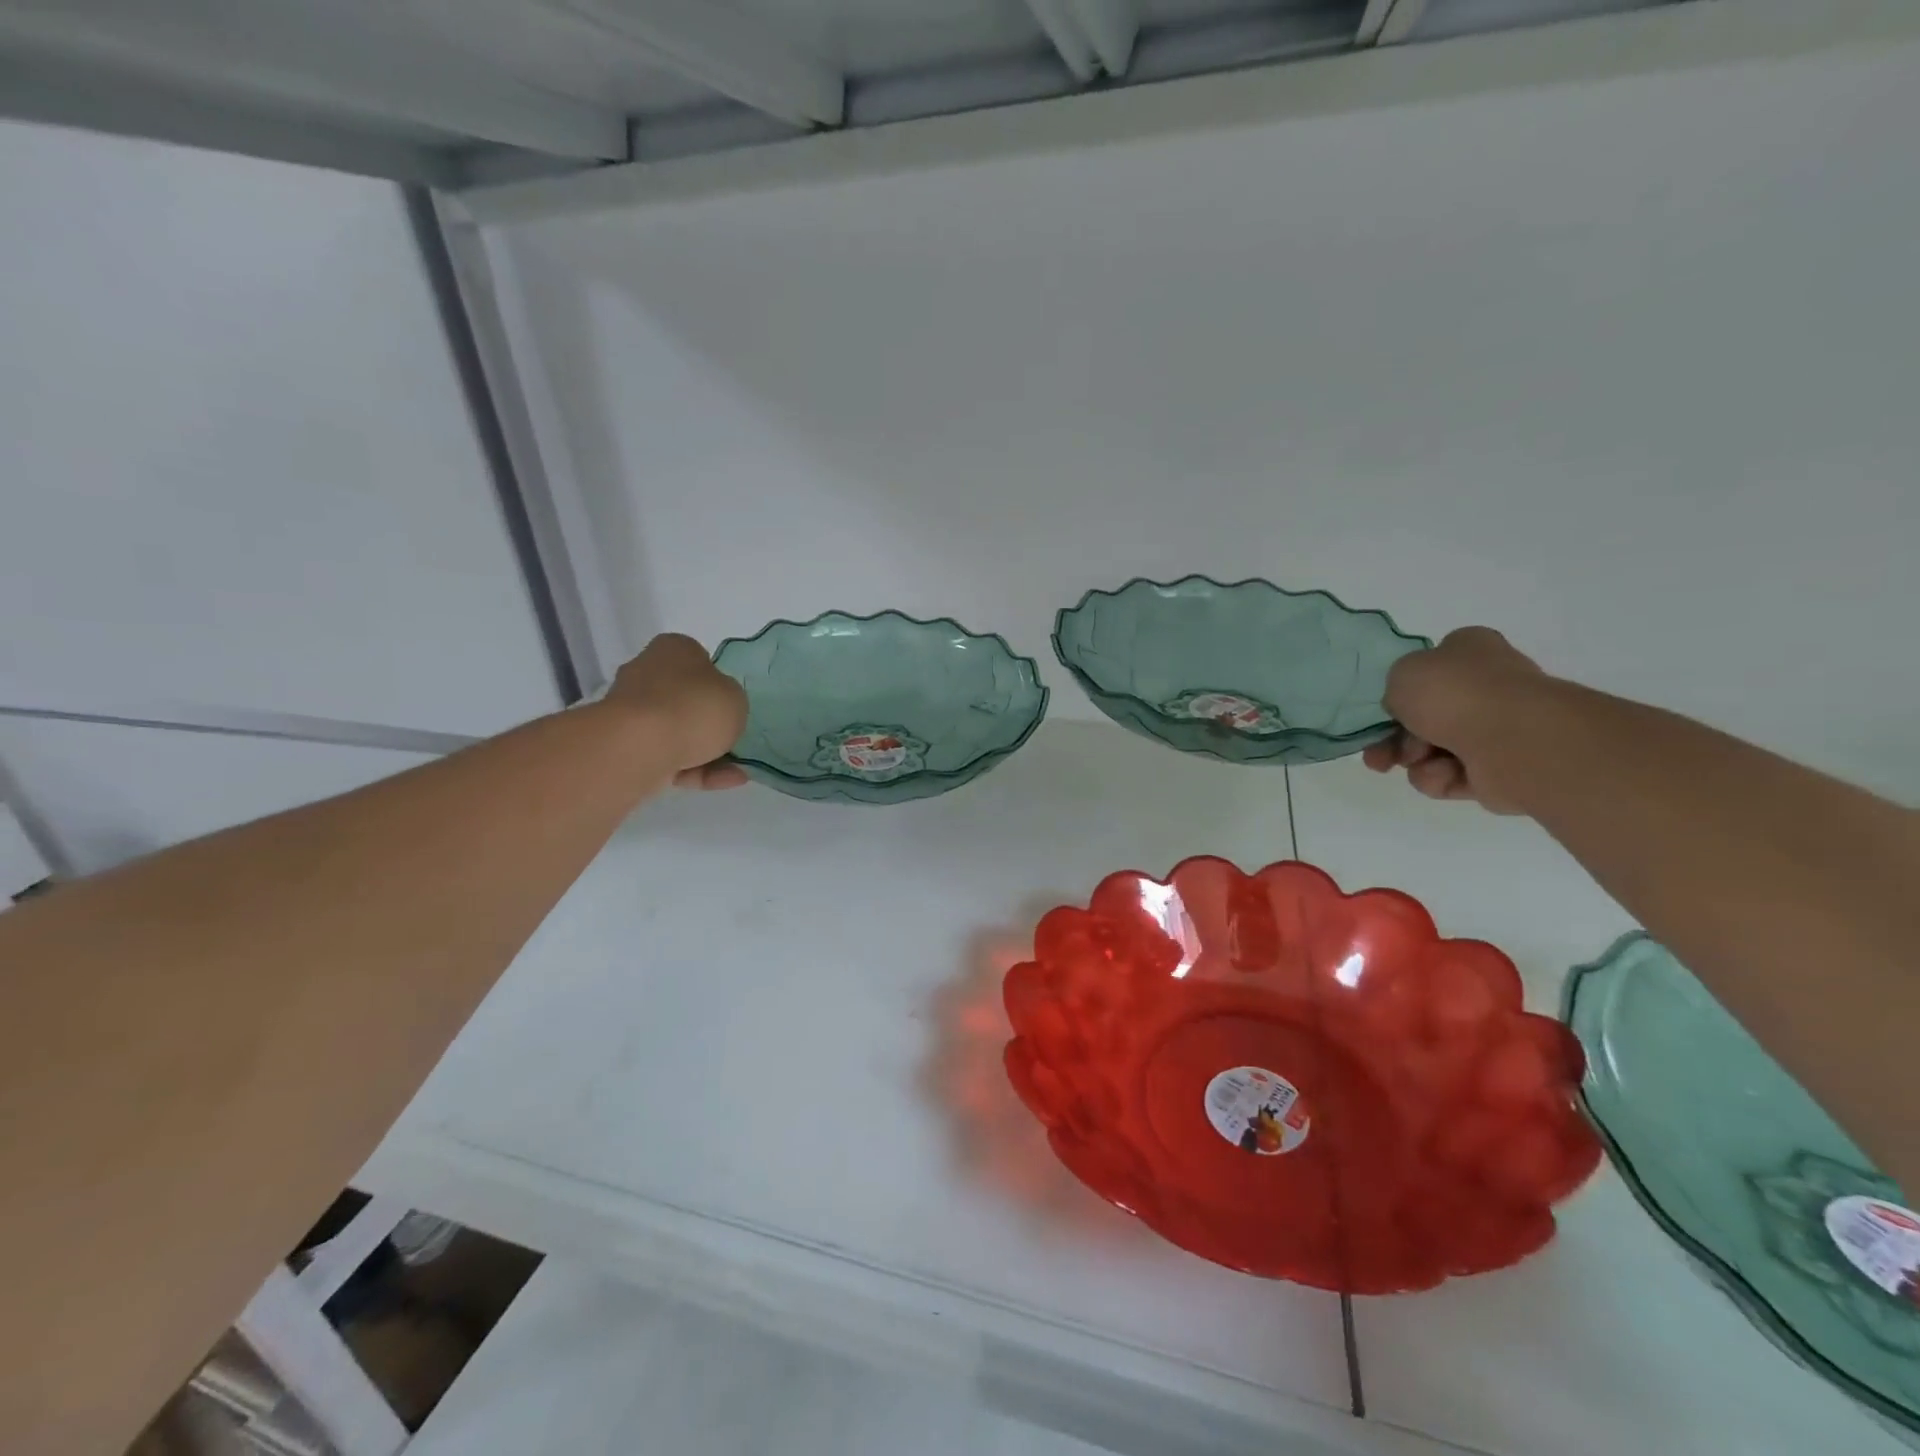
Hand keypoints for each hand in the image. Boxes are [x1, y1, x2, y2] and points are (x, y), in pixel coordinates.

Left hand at [604, 634, 749, 789]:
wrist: (641, 746)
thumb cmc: (694, 707)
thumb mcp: (735, 697)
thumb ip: (731, 700)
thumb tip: (717, 709)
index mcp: (673, 649)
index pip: (697, 659)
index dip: (717, 681)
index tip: (731, 703)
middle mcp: (647, 673)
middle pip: (685, 698)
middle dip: (708, 722)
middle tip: (734, 739)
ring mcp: (634, 712)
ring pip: (679, 732)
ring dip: (709, 752)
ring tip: (738, 773)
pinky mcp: (627, 746)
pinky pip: (670, 756)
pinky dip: (698, 770)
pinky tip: (727, 781)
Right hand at [1361, 627, 1545, 813]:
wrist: (1513, 739)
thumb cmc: (1455, 693)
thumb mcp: (1402, 673)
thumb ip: (1396, 688)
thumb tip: (1409, 710)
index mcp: (1471, 652)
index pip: (1433, 666)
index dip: (1404, 689)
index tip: (1386, 708)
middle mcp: (1487, 687)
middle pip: (1425, 716)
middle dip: (1396, 738)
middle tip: (1378, 754)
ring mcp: (1497, 730)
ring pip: (1432, 750)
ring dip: (1413, 759)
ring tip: (1414, 762)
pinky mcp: (1499, 770)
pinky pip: (1451, 776)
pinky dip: (1440, 777)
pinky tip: (1444, 774)